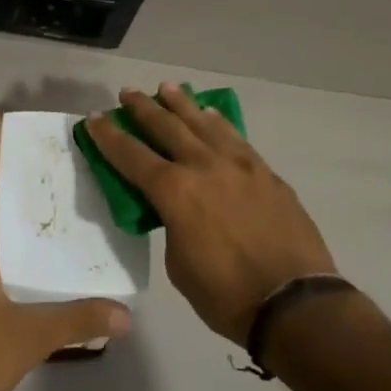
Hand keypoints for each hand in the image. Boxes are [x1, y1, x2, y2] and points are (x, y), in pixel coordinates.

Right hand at [83, 83, 335, 345]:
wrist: (295, 303)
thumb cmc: (227, 296)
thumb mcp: (179, 265)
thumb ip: (172, 226)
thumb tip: (178, 210)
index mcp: (174, 191)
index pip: (131, 155)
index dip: (109, 136)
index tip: (94, 118)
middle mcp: (203, 166)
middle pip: (166, 127)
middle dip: (143, 108)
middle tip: (128, 93)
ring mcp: (238, 165)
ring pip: (203, 123)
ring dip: (182, 103)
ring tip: (167, 88)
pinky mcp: (265, 172)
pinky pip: (235, 137)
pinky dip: (218, 122)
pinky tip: (211, 114)